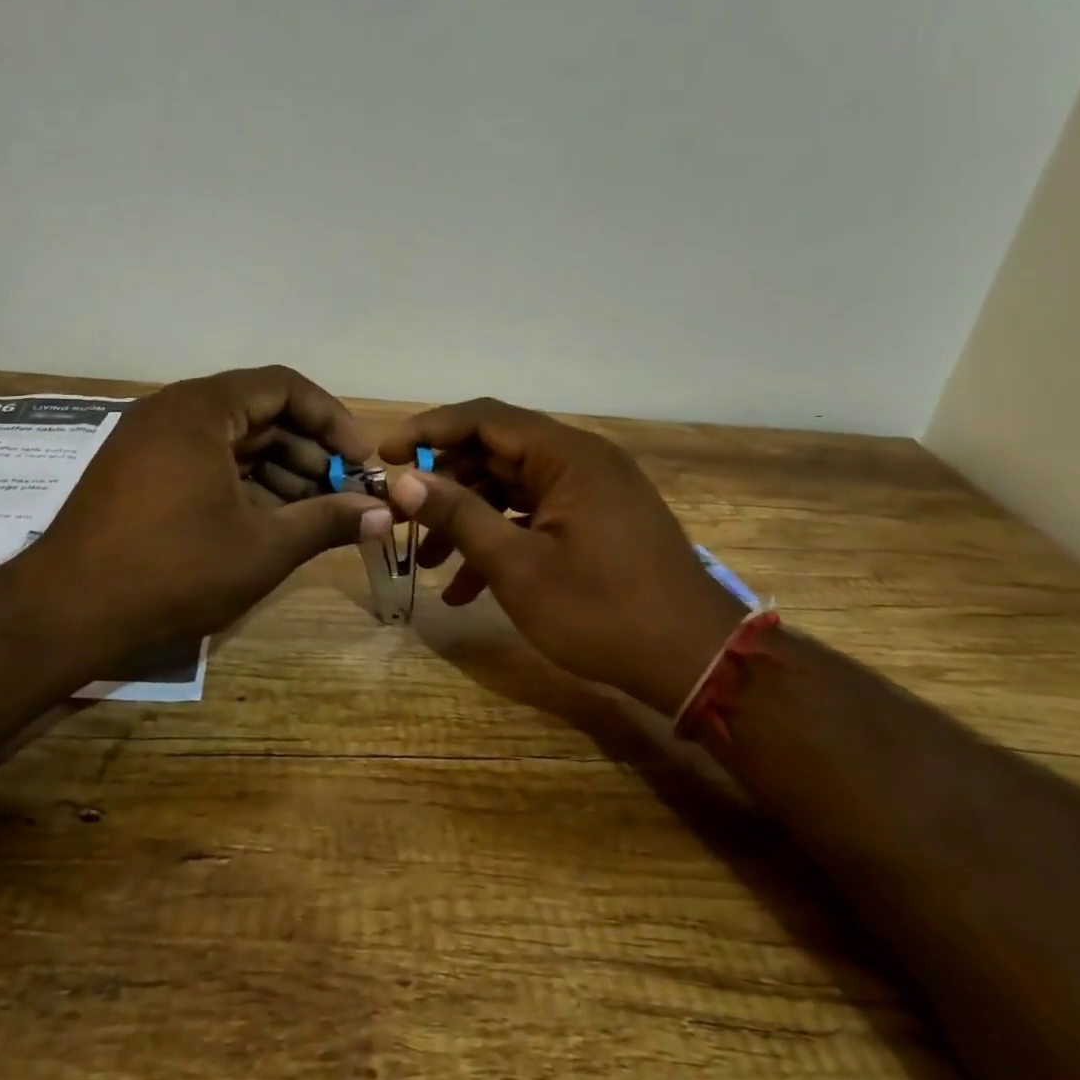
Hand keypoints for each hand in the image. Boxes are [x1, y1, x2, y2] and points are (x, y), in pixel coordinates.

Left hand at [19, 367, 386, 655]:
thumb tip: (385, 514)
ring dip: (280, 472)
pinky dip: (243, 485)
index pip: (284, 388)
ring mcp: (150, 443)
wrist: (64, 615)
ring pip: (233, 442)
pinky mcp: (138, 475)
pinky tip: (270, 522)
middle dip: (309, 453)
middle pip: (259, 414)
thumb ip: (328, 521)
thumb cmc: (172, 571)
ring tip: (315, 515)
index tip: (360, 461)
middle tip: (344, 494)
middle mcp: (173, 412)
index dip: (332, 420)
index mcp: (202, 410)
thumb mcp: (263, 547)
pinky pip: (205, 463)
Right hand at [380, 399, 742, 712]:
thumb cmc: (602, 610)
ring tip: (430, 563)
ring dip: (469, 520)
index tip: (385, 455)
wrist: (694, 661)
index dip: (429, 430)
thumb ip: (459, 515)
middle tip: (405, 516)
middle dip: (446, 485)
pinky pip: (535, 517)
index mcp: (567, 455)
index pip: (484, 418)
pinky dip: (501, 541)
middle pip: (496, 453)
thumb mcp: (517, 566)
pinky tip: (467, 590)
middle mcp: (581, 462)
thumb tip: (405, 480)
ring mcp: (591, 493)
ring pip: (512, 489)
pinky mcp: (597, 523)